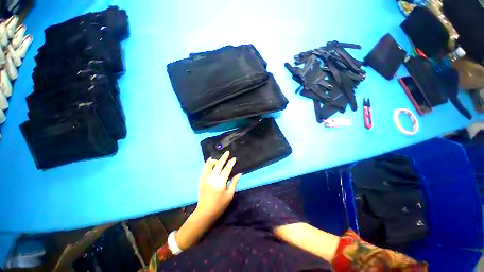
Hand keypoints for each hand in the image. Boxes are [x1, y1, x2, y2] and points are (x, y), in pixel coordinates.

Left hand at [175, 151, 241, 250]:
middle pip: (218, 164)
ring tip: (219, 158)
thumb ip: (234, 182)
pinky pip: (205, 168)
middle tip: (227, 152)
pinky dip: (208, 163)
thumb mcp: (229, 194)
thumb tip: (239, 173)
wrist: (205, 212)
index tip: (234, 158)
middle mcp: (212, 178)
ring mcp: (205, 178)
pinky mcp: (201, 179)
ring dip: (215, 160)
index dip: (231, 163)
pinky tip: (211, 162)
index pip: (226, 169)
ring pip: (209, 164)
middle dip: (223, 157)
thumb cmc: (219, 205)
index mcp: (220, 182)